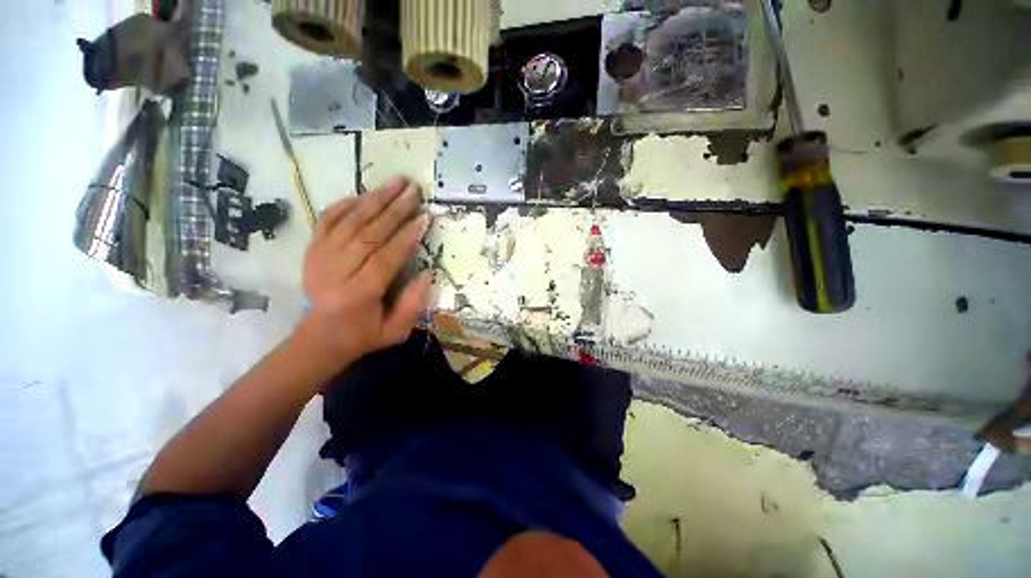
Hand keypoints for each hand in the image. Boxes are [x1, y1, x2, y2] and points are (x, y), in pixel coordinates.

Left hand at [296, 177, 431, 373]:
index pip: (385, 258)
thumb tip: (428, 273)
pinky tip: (365, 194)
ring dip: (374, 199)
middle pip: (367, 233)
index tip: (425, 217)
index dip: (406, 236)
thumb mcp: (395, 331)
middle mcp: (336, 272)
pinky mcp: (312, 250)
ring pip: (349, 221)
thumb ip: (413, 305)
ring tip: (396, 182)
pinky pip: (327, 220)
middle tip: (414, 191)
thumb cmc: (363, 335)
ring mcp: (319, 258)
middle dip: (394, 210)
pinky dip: (345, 204)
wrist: (319, 338)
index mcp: (358, 294)